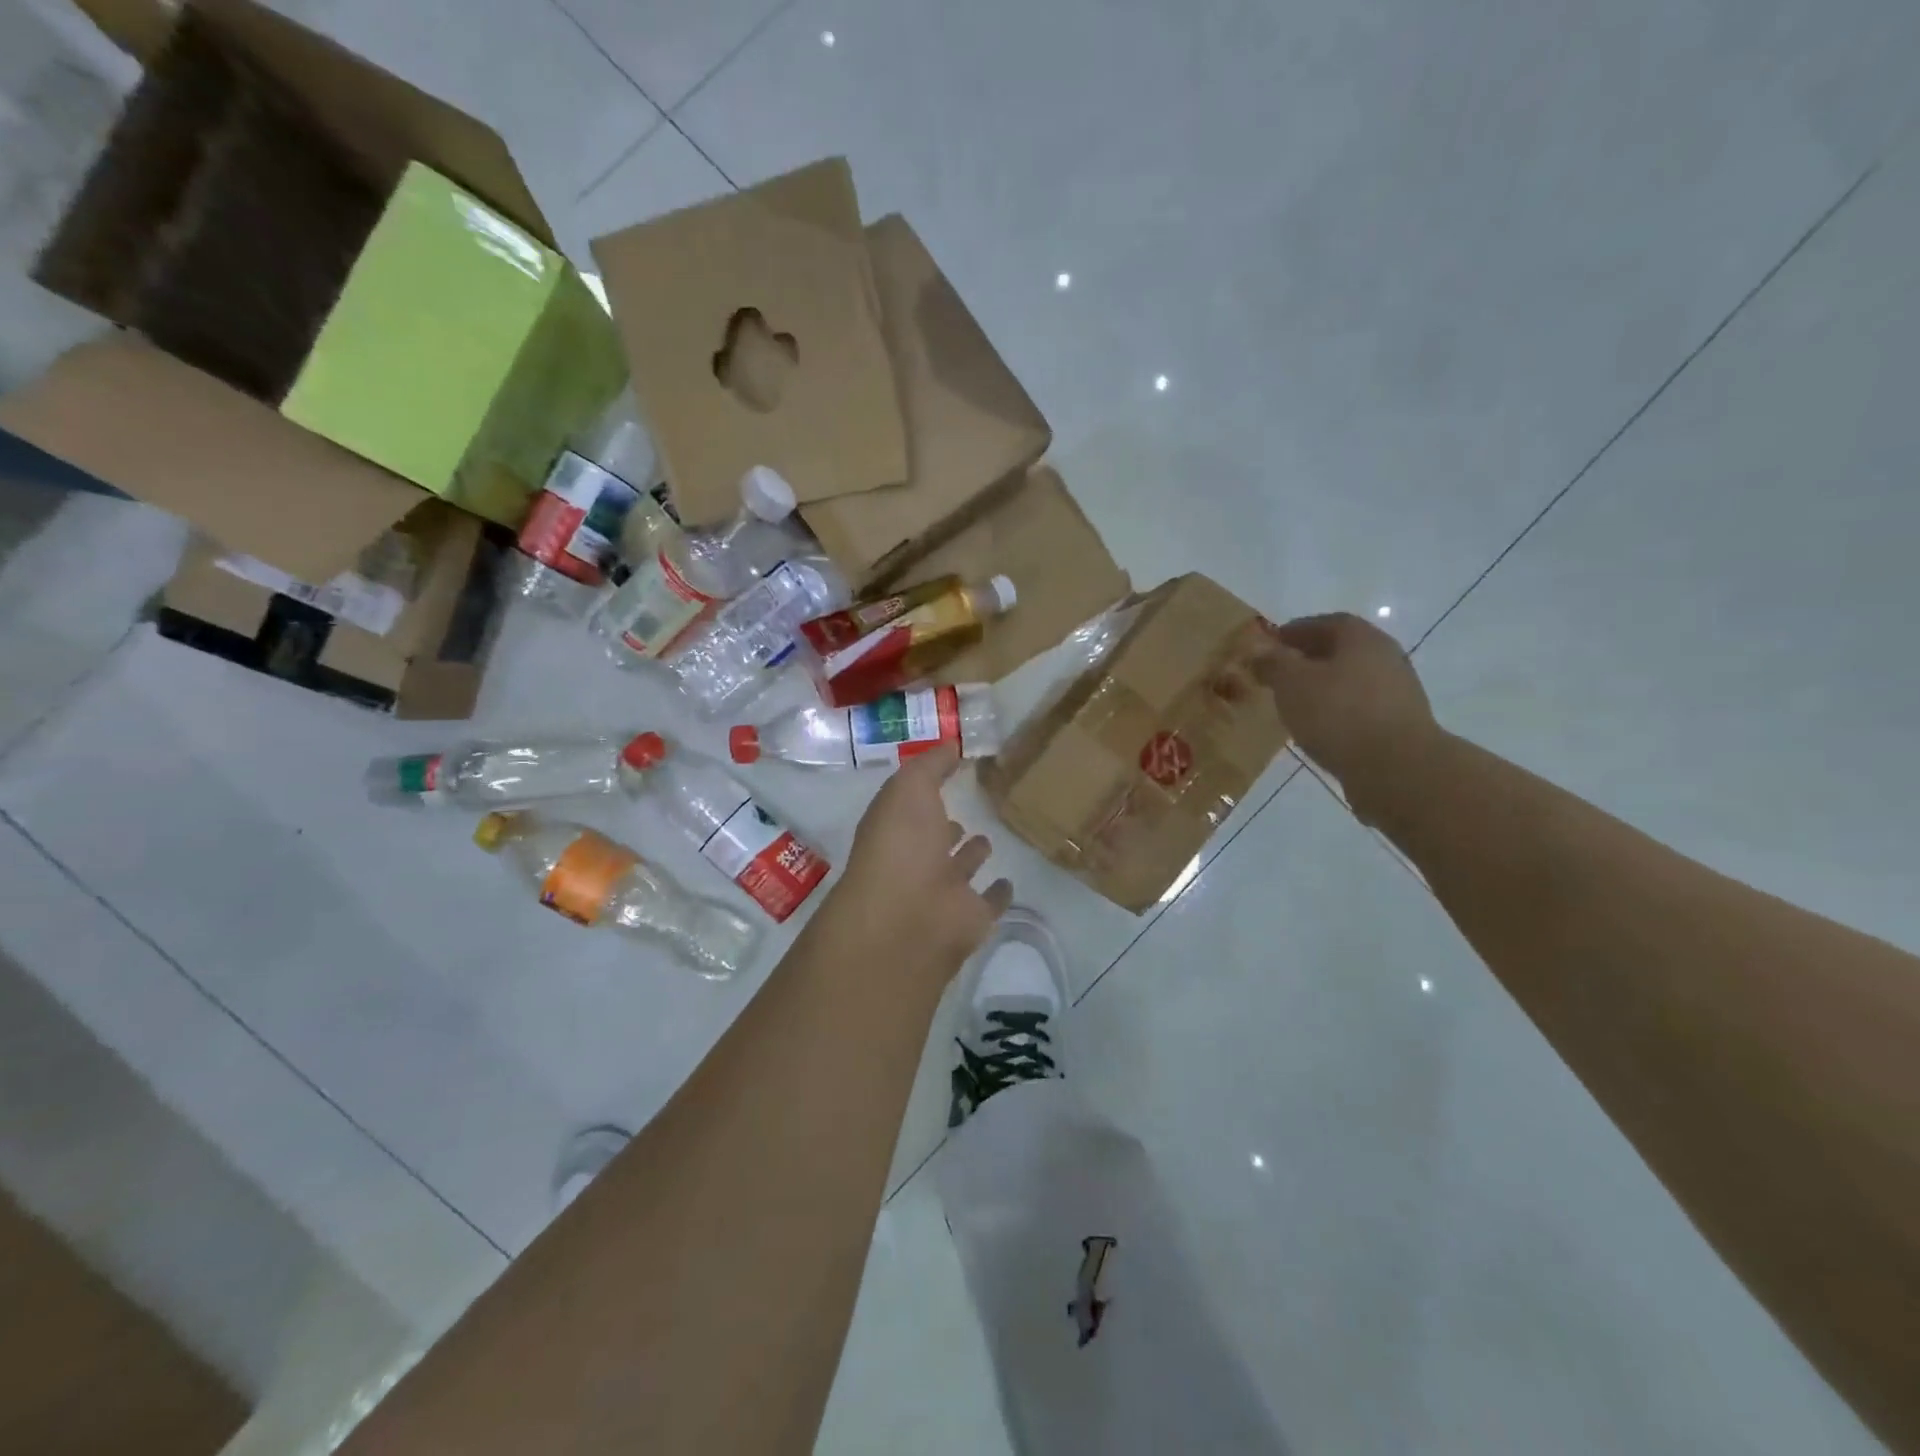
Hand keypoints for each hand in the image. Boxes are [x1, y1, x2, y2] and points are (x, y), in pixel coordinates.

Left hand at [837, 744, 1012, 975]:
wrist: (908, 918)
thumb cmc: (902, 844)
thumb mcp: (910, 788)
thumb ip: (931, 765)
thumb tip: (951, 746)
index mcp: (895, 829)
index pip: (910, 806)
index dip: (926, 790)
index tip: (951, 771)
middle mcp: (914, 861)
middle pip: (932, 841)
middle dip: (946, 826)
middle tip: (970, 810)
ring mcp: (942, 892)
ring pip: (959, 870)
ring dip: (971, 856)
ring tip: (987, 839)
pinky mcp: (970, 919)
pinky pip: (987, 903)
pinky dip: (997, 894)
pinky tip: (1008, 882)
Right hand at [1252, 613, 1439, 813]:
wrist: (1395, 767)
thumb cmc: (1338, 713)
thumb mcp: (1291, 682)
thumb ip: (1272, 663)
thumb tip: (1259, 651)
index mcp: (1361, 637)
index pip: (1325, 623)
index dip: (1295, 631)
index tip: (1271, 645)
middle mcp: (1385, 656)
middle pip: (1341, 651)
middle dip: (1308, 659)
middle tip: (1279, 674)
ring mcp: (1397, 691)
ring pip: (1350, 680)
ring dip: (1323, 687)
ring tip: (1294, 703)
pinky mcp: (1399, 723)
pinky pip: (1359, 708)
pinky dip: (1337, 711)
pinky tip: (1318, 727)